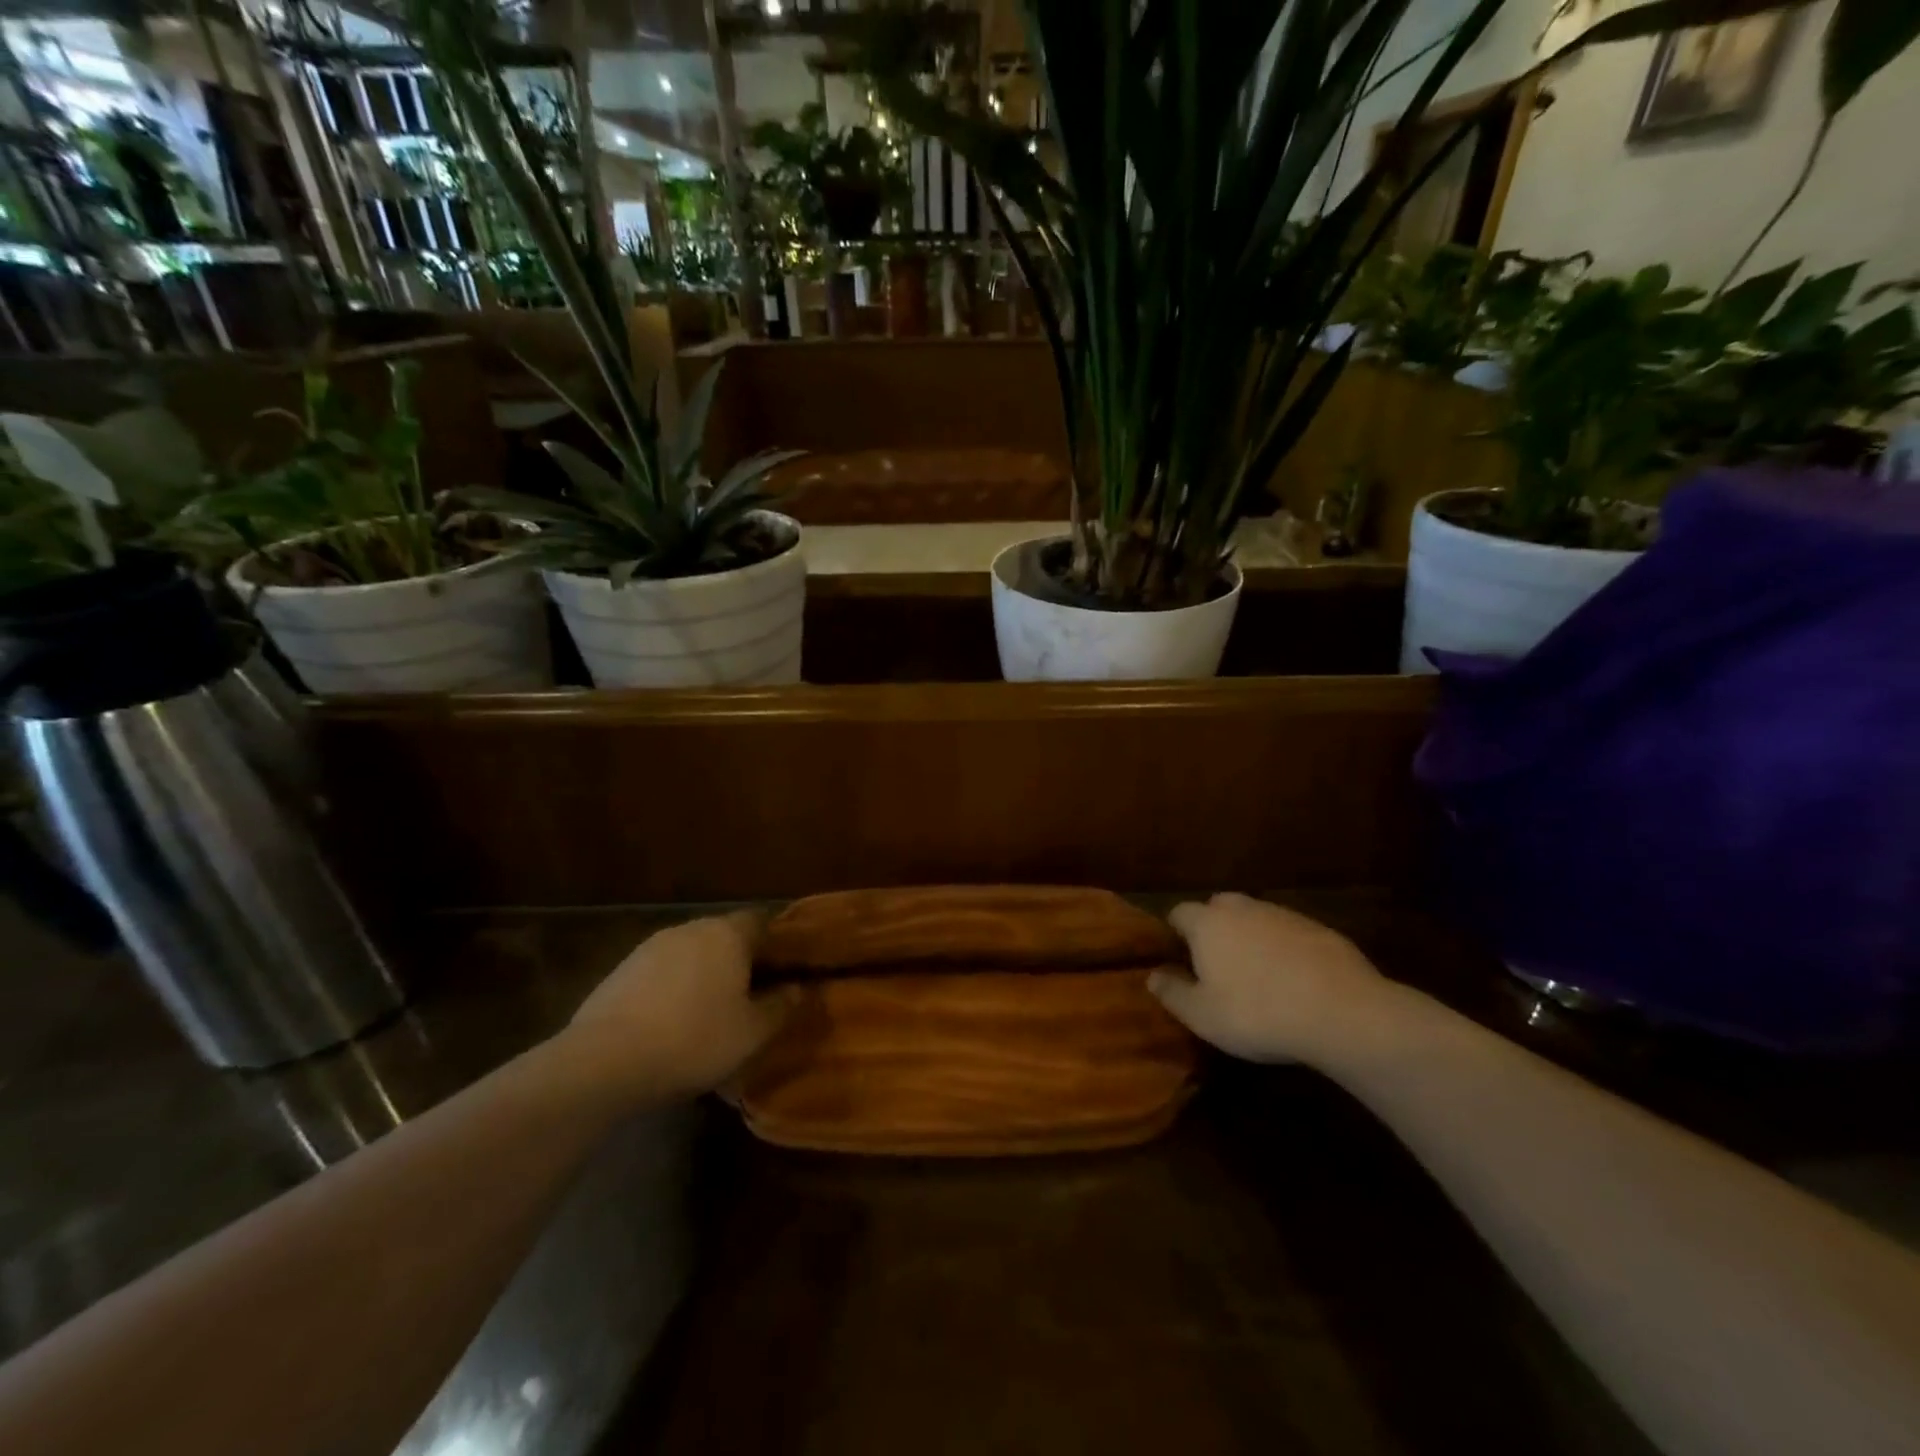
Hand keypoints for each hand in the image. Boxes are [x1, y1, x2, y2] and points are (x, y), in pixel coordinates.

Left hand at [559, 911, 796, 1100]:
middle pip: (726, 935)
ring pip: (692, 953)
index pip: (762, 922)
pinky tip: (672, 1022)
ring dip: (705, 974)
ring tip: (710, 1012)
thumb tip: (800, 988)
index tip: (785, 970)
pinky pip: (662, 972)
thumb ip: (781, 1006)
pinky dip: (673, 988)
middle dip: (740, 960)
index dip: (776, 943)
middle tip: (752, 994)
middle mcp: (691, 929)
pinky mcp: (621, 970)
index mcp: (727, 934)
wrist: (603, 1062)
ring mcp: (651, 947)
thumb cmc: (693, 1040)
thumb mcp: (752, 1032)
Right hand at [1149, 893, 1406, 1065]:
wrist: (1343, 1013)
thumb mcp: (1203, 1016)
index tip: (1178, 957)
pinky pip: (1289, 932)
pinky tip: (1294, 979)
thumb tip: (1152, 975)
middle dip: (1213, 927)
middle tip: (1216, 963)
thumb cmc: (1258, 1013)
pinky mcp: (1320, 929)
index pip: (1179, 912)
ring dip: (1250, 936)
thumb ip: (1172, 993)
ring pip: (1256, 917)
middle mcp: (1242, 909)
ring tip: (1257, 973)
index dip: (1175, 932)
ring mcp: (1284, 915)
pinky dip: (1284, 948)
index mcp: (1208, 923)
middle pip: (1218, 907)